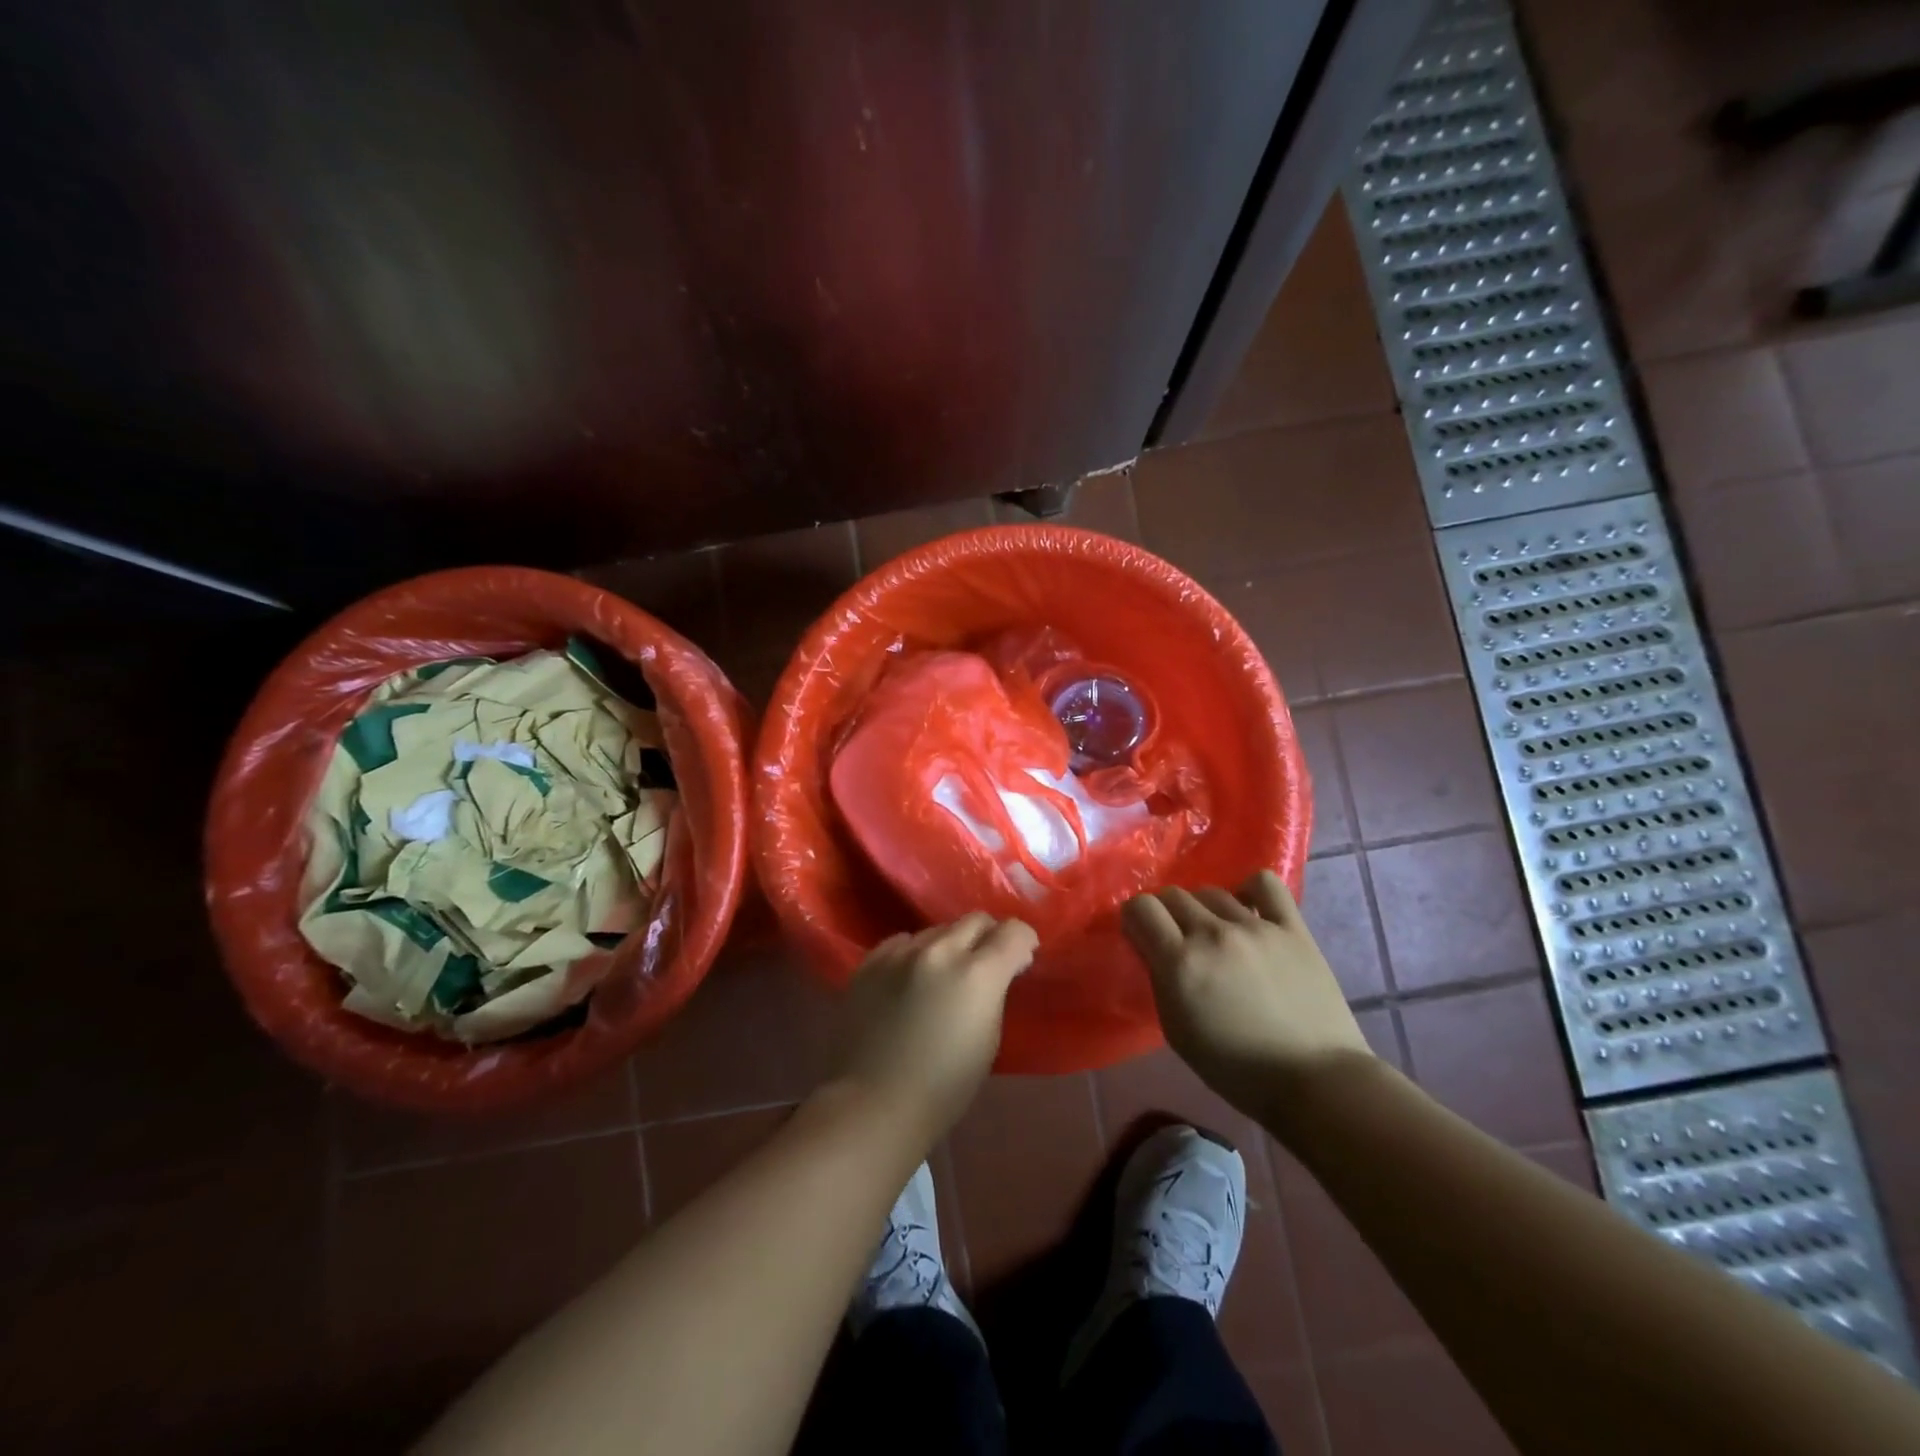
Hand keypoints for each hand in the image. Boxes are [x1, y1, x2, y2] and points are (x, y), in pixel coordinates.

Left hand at [834, 913, 1038, 1144]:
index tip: (1021, 959)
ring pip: (937, 930)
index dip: (1023, 942)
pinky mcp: (870, 961)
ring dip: (949, 946)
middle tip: (986, 964)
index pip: (1013, 931)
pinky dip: (915, 955)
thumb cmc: (944, 1087)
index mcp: (977, 974)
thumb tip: (998, 969)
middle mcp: (940, 951)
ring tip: (942, 976)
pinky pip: (902, 943)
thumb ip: (995, 992)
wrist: (873, 1104)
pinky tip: (910, 980)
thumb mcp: (989, 1038)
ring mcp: (900, 953)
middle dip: (988, 937)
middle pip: (975, 920)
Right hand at [1122, 871, 1371, 1118]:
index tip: (1142, 936)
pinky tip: (1247, 909)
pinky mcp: (1292, 927)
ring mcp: (1255, 926)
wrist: (1316, 1081)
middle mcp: (1213, 934)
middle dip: (1166, 913)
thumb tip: (1155, 950)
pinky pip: (1265, 883)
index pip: (1140, 908)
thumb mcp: (1178, 1033)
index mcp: (1181, 963)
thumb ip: (1161, 982)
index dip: (1135, 919)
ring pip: (1212, 890)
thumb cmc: (1238, 1070)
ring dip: (1203, 909)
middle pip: (1173, 895)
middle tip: (1176, 939)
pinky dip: (1249, 889)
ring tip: (1214, 933)